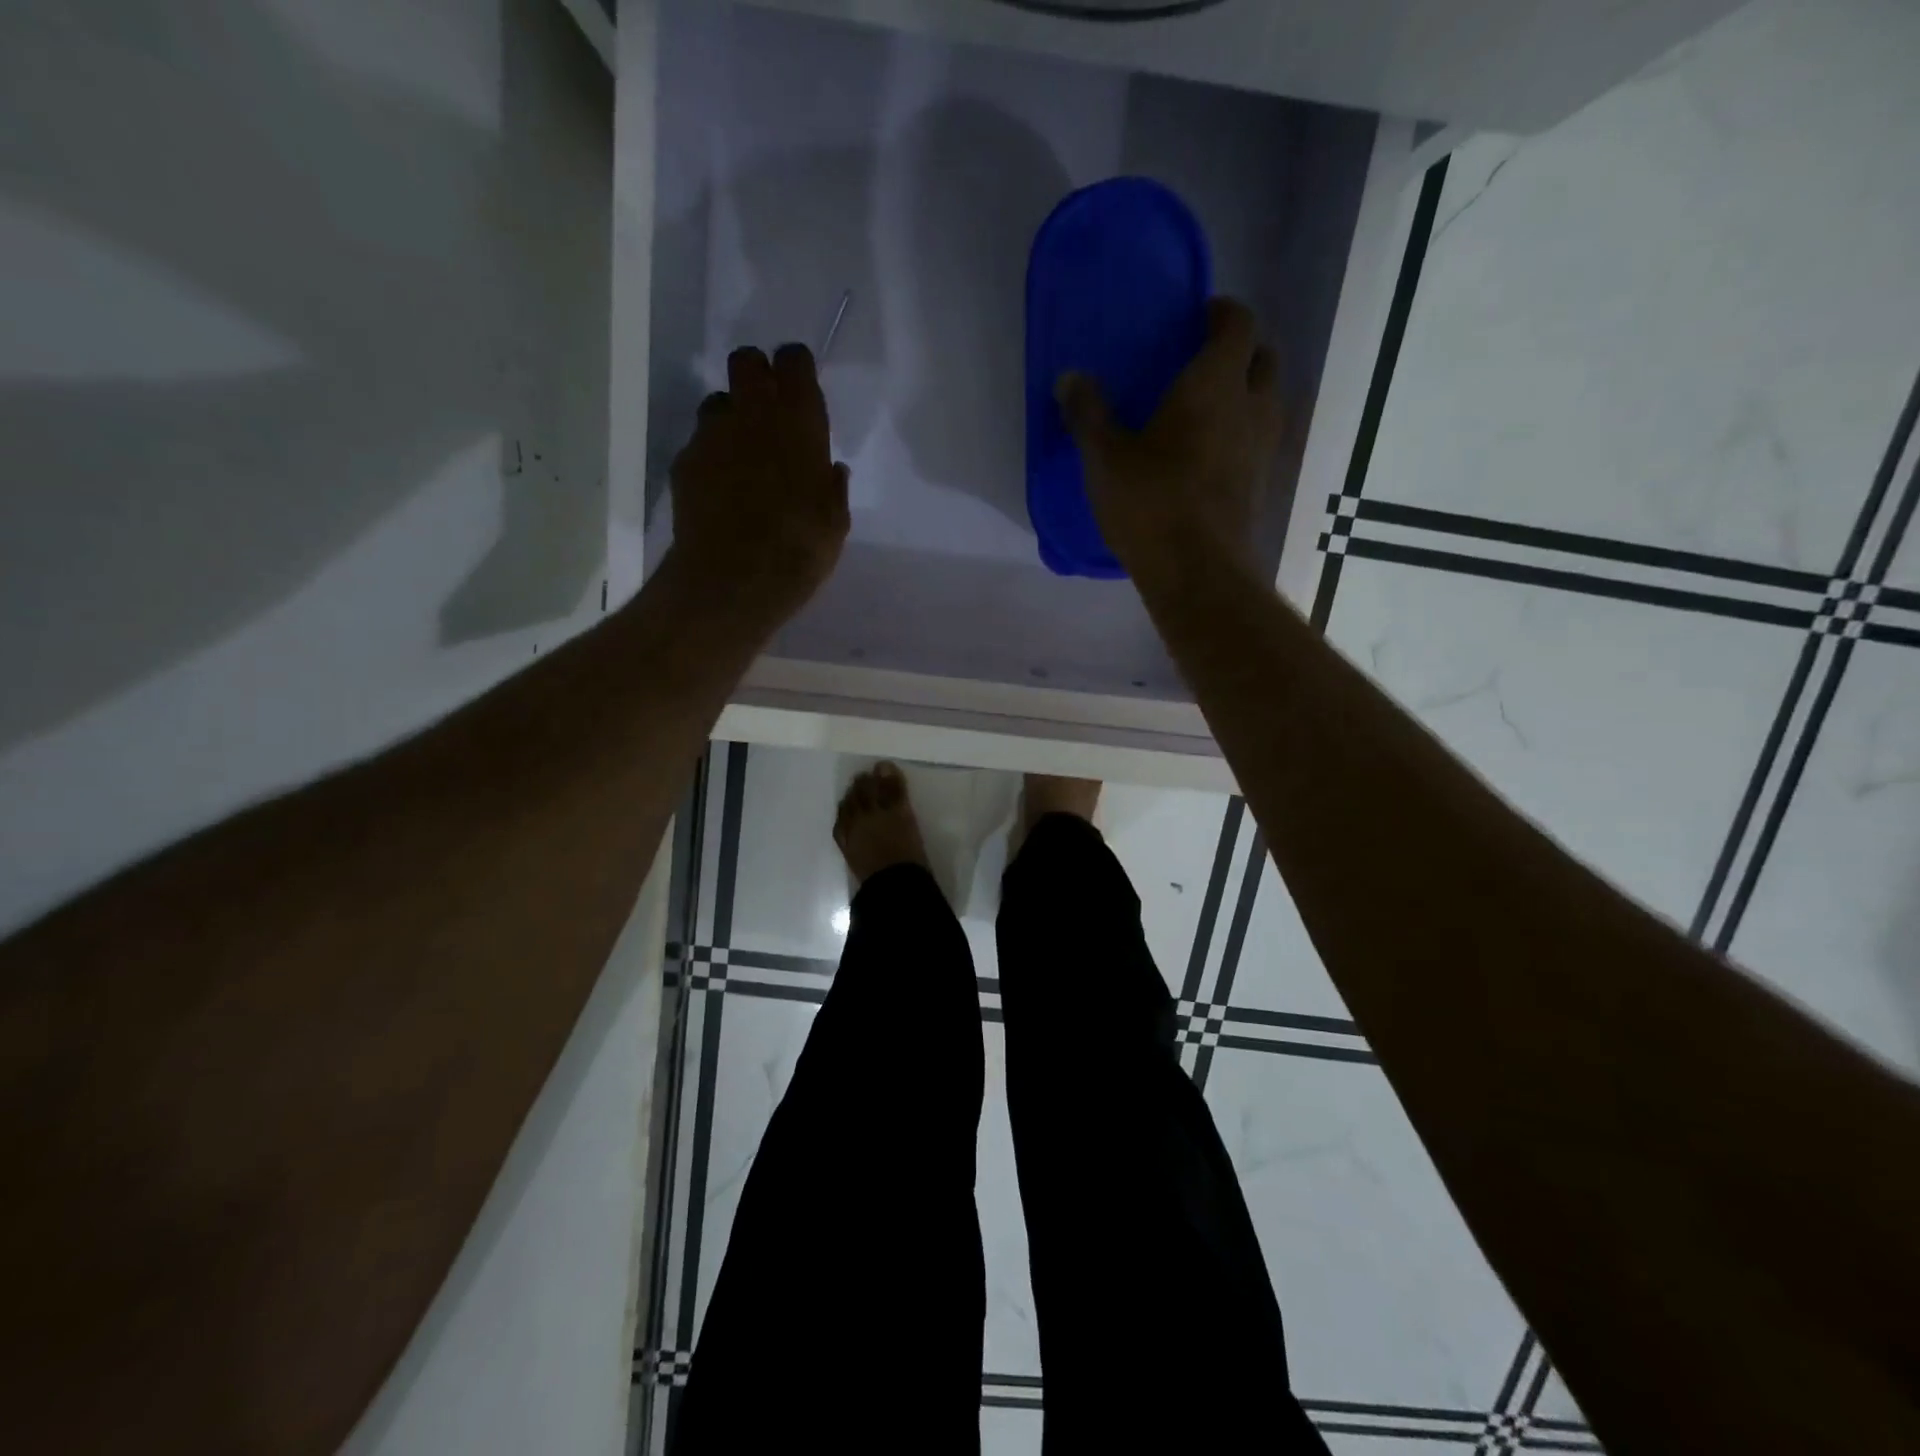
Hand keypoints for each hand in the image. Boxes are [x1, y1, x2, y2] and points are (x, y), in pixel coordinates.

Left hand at [669, 343, 850, 621]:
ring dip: (731, 418)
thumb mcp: (835, 522)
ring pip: (718, 402)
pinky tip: (721, 489)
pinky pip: (700, 444)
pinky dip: (711, 457)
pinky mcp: (685, 462)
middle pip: (746, 362)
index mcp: (798, 421)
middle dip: (757, 376)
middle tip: (768, 411)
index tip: (801, 390)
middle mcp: (752, 414)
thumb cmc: (800, 549)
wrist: (733, 579)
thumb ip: (832, 488)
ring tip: (742, 456)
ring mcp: (712, 435)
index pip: (794, 361)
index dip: (796, 370)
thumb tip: (830, 471)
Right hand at [1056, 298, 1283, 585]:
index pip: (1239, 323)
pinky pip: (1260, 441)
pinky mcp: (1262, 485)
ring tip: (1208, 411)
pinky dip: (1243, 435)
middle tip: (1203, 364)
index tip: (1198, 317)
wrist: (1198, 571)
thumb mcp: (1105, 458)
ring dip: (1246, 395)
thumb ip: (1088, 414)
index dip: (1223, 312)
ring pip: (1267, 402)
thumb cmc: (1151, 503)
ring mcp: (1264, 448)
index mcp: (1215, 383)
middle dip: (1241, 352)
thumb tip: (1069, 378)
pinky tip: (1212, 456)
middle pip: (1264, 359)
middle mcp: (1252, 406)